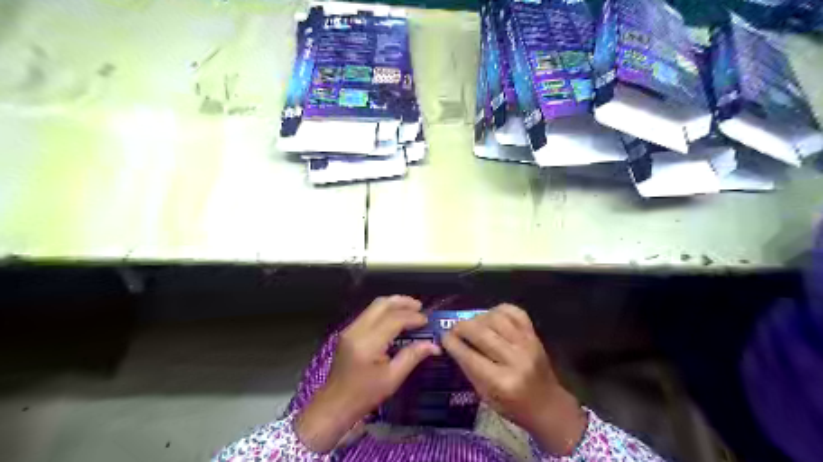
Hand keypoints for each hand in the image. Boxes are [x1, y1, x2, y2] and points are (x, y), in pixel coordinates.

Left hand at [298, 297, 443, 449]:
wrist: (334, 405)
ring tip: (411, 308)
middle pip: (382, 305)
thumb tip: (434, 345)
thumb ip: (412, 356)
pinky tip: (395, 317)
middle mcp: (357, 330)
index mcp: (367, 343)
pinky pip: (369, 313)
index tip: (427, 321)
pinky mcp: (348, 332)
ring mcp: (350, 329)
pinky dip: (384, 311)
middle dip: (403, 302)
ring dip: (393, 304)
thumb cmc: (364, 396)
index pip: (393, 319)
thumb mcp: (392, 379)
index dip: (412, 317)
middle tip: (420, 307)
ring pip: (374, 306)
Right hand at [441, 303, 587, 453]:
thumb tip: (452, 345)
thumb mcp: (486, 396)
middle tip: (454, 329)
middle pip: (481, 333)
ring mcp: (527, 344)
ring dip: (479, 318)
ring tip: (473, 324)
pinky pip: (515, 312)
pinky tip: (491, 317)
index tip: (443, 337)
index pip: (470, 356)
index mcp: (502, 382)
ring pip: (496, 318)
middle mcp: (515, 360)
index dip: (452, 344)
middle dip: (462, 327)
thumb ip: (469, 369)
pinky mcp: (534, 335)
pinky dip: (499, 310)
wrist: (548, 405)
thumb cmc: (513, 406)